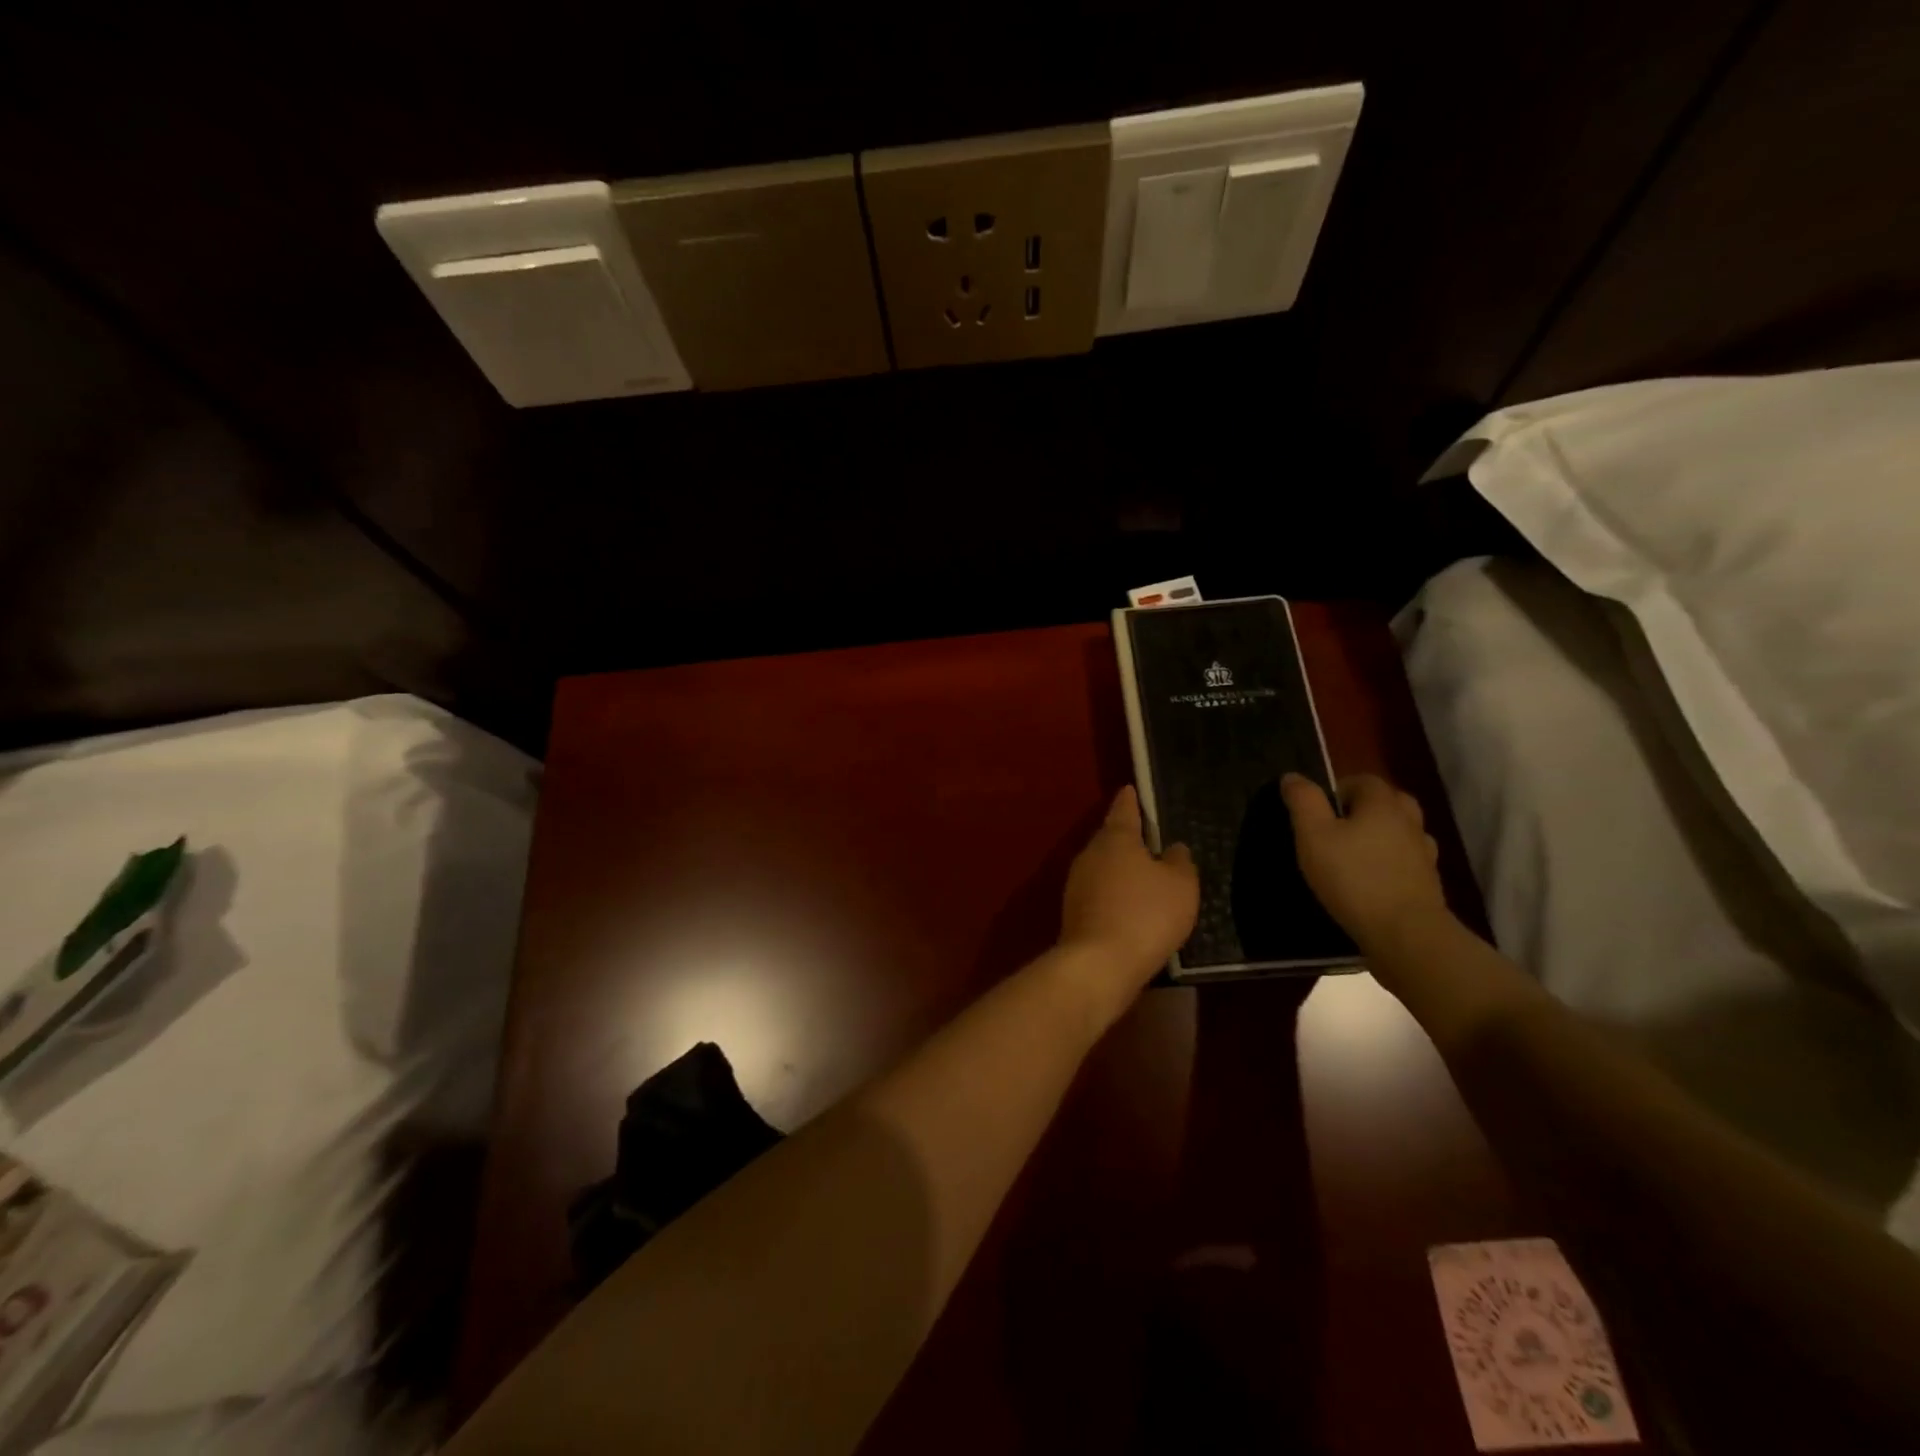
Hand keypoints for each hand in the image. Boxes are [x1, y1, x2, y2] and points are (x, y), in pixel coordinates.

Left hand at [1059, 787, 1198, 997]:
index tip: (1130, 789)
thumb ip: (1179, 862)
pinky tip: (1129, 908)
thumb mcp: (1180, 885)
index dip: (1130, 800)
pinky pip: (1099, 892)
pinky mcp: (1073, 912)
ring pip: (1102, 866)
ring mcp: (1077, 883)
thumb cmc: (1145, 914)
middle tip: (1147, 838)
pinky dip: (1113, 894)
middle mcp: (1090, 854)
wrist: (1099, 963)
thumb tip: (1173, 848)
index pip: (1123, 809)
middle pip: (1110, 838)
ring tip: (1143, 875)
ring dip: (1119, 869)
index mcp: (1115, 838)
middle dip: (1126, 838)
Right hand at [1280, 772, 1447, 947]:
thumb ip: (1303, 802)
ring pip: (1401, 832)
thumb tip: (1293, 776)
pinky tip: (1372, 880)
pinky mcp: (1428, 883)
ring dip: (1381, 836)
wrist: (1405, 933)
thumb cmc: (1352, 877)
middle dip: (1364, 809)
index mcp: (1382, 804)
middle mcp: (1409, 821)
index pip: (1363, 780)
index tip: (1318, 811)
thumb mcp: (1313, 835)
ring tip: (1354, 854)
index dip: (1339, 789)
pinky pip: (1407, 861)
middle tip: (1337, 828)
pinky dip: (1391, 863)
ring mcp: (1424, 853)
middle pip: (1388, 802)